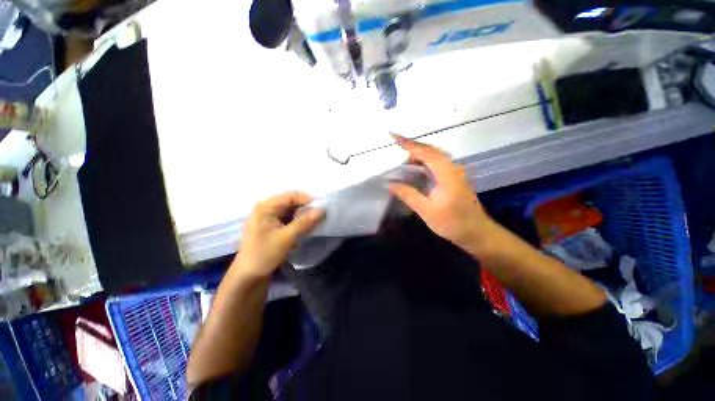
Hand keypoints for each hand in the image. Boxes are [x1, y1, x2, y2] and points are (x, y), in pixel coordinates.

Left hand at [235, 191, 324, 277]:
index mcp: (266, 207)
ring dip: (302, 217)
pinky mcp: (271, 225)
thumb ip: (304, 222)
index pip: (292, 196)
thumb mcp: (286, 238)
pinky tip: (303, 230)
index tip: (322, 210)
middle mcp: (266, 208)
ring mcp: (268, 217)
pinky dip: (297, 222)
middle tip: (319, 218)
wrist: (248, 276)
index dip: (308, 200)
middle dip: (306, 209)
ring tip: (312, 225)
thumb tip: (322, 209)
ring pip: (291, 211)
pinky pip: (288, 218)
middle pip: (292, 202)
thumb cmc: (264, 255)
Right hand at [388, 135, 497, 251]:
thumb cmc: (452, 223)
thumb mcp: (426, 211)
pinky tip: (416, 169)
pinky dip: (425, 161)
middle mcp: (453, 168)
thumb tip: (391, 184)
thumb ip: (408, 195)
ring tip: (403, 162)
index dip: (408, 144)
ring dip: (419, 154)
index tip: (394, 136)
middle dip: (412, 148)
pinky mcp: (455, 177)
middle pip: (431, 150)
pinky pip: (437, 163)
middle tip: (396, 150)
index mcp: (447, 174)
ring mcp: (455, 172)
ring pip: (435, 156)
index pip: (425, 153)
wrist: (477, 232)